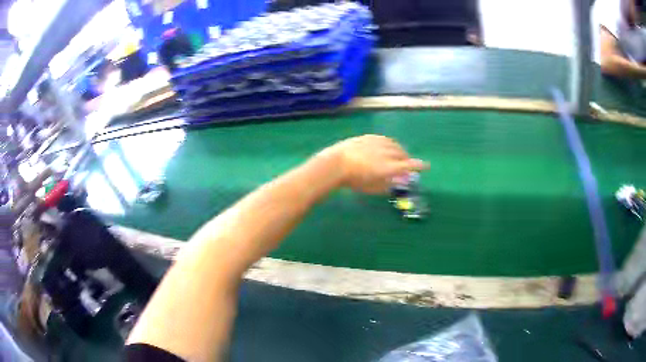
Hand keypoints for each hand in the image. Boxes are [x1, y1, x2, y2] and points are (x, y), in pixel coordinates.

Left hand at [323, 135, 428, 193]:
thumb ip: (388, 184)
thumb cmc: (354, 180)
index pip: (409, 166)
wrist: (336, 163)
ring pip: (394, 145)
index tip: (427, 166)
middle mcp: (386, 153)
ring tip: (398, 155)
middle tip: (407, 165)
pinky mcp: (369, 137)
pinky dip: (390, 144)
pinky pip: (385, 139)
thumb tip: (397, 181)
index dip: (419, 166)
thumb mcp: (372, 187)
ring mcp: (378, 143)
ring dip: (399, 150)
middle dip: (407, 160)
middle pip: (402, 154)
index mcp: (389, 167)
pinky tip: (388, 146)